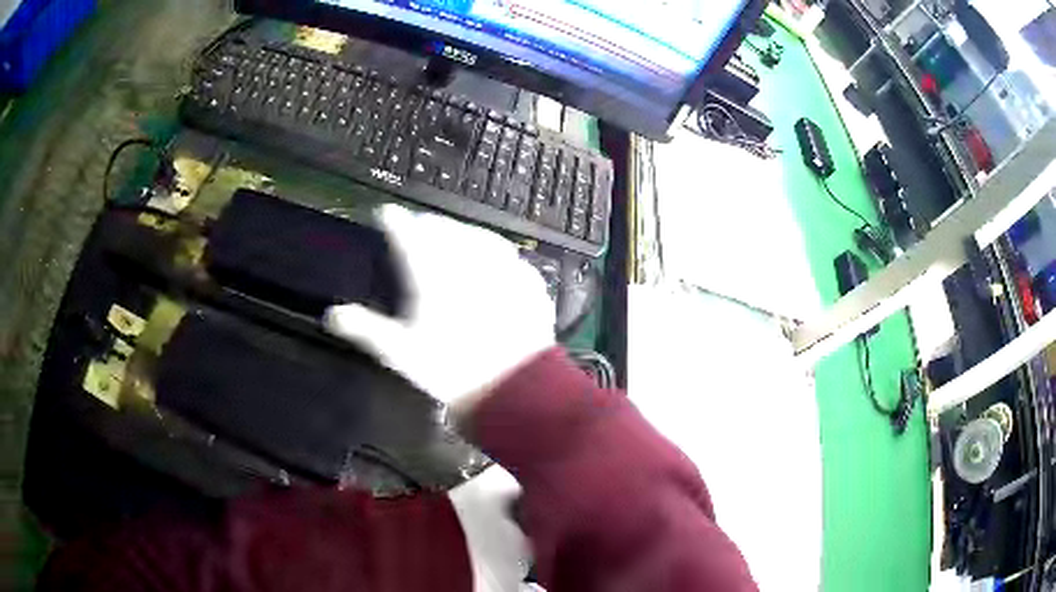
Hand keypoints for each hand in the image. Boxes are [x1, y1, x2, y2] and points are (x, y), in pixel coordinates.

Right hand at [325, 205, 555, 409]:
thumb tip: (332, 315)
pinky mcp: (528, 284)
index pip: (408, 235)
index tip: (386, 213)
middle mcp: (467, 263)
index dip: (394, 221)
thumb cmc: (449, 371)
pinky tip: (495, 260)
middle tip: (419, 226)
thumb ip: (365, 328)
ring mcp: (502, 270)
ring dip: (463, 232)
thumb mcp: (400, 353)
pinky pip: (510, 257)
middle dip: (429, 224)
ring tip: (455, 236)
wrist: (512, 389)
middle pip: (445, 230)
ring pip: (479, 237)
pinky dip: (496, 252)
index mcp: (432, 275)